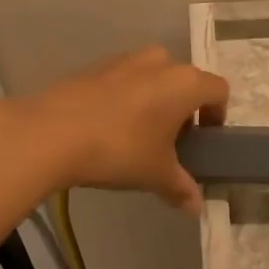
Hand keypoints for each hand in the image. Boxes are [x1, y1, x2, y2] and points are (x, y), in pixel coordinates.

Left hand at [15, 47, 228, 213]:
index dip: (218, 115)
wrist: (50, 132)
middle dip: (184, 107)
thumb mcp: (156, 174)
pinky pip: (123, 80)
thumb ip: (181, 188)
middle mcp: (160, 63)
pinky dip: (126, 98)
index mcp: (185, 83)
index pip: (218, 90)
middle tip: (173, 140)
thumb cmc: (119, 149)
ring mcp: (124, 60)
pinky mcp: (94, 67)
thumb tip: (196, 208)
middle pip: (185, 80)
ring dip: (155, 100)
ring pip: (152, 77)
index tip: (207, 139)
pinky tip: (108, 128)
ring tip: (139, 134)